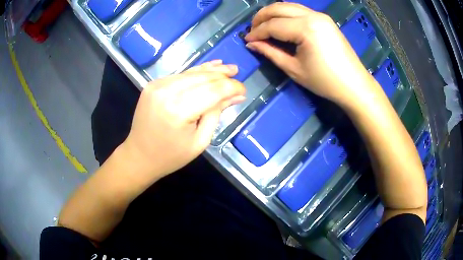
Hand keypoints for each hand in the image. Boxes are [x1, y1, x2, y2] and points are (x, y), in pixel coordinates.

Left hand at [122, 60, 245, 180]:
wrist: (139, 156)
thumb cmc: (171, 156)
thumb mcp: (200, 141)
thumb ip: (217, 113)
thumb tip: (237, 95)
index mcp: (178, 111)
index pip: (213, 90)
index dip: (231, 87)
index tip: (243, 90)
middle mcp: (166, 92)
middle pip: (203, 77)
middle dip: (223, 76)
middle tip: (237, 72)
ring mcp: (157, 85)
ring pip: (191, 73)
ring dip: (210, 70)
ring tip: (227, 68)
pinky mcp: (153, 84)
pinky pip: (180, 75)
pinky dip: (195, 72)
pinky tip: (208, 68)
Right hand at [245, 3, 377, 106]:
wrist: (354, 84)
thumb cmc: (325, 81)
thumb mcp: (294, 69)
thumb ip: (271, 53)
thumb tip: (252, 44)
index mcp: (306, 28)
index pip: (273, 25)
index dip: (257, 32)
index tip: (247, 40)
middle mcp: (312, 16)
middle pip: (278, 8)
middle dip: (261, 17)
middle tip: (252, 29)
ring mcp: (320, 16)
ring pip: (288, 6)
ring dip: (273, 13)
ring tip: (263, 25)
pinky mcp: (324, 19)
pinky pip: (299, 11)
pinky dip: (286, 14)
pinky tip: (280, 24)